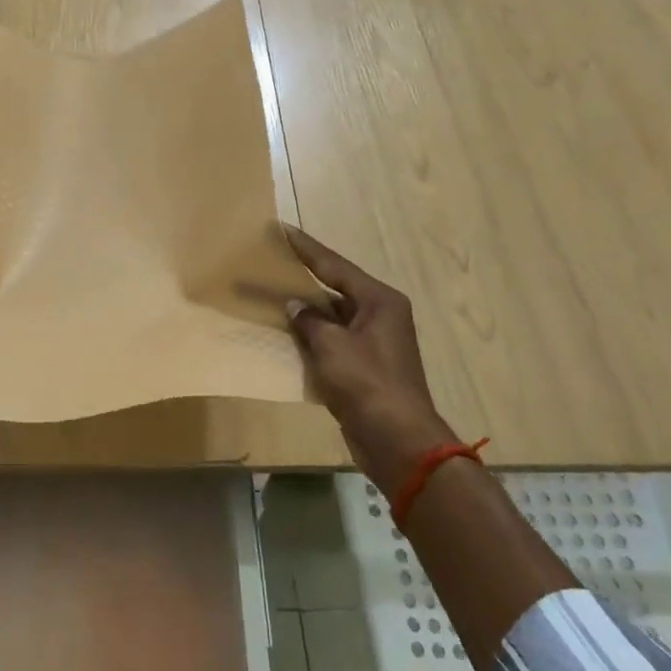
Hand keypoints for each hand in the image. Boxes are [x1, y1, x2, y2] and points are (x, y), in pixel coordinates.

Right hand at [284, 225, 457, 498]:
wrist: (397, 440)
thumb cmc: (367, 383)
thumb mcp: (332, 346)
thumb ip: (309, 321)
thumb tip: (295, 306)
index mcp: (379, 301)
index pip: (335, 266)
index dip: (307, 248)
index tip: (283, 230)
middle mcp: (380, 315)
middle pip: (335, 289)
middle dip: (304, 278)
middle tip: (274, 261)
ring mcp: (374, 342)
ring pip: (332, 317)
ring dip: (306, 312)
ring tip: (273, 295)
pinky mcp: (365, 367)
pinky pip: (333, 342)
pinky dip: (312, 339)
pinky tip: (286, 335)